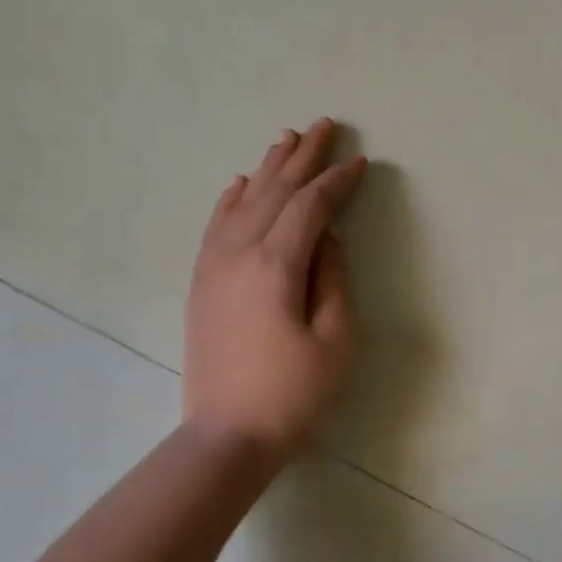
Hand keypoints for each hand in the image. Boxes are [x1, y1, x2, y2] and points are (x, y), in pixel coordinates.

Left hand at [183, 119, 366, 468]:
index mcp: (276, 266)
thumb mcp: (335, 339)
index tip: (360, 162)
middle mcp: (239, 254)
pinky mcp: (202, 282)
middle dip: (303, 157)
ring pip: (244, 201)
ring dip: (268, 167)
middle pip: (275, 191)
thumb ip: (334, 278)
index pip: (310, 207)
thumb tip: (327, 236)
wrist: (226, 436)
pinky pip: (217, 225)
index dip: (337, 182)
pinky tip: (242, 183)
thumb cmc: (293, 393)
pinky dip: (232, 198)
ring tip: (287, 138)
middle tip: (325, 125)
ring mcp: (213, 266)